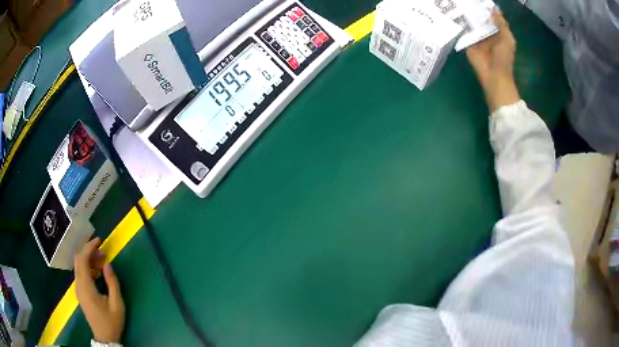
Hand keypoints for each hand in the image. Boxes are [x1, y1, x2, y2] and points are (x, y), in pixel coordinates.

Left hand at [74, 238, 124, 343]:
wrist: (105, 338)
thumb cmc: (111, 321)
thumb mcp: (117, 304)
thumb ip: (112, 282)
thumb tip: (107, 263)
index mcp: (86, 287)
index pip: (82, 259)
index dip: (90, 247)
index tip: (100, 241)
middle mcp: (78, 285)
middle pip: (79, 260)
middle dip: (89, 252)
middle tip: (103, 253)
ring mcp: (78, 289)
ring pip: (79, 267)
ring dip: (89, 260)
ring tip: (102, 263)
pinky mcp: (80, 293)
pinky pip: (80, 274)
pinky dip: (88, 268)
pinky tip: (98, 273)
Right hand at [466, 9, 519, 112]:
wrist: (494, 75)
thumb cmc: (504, 58)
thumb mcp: (507, 39)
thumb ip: (501, 24)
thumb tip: (493, 9)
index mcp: (498, 32)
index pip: (493, 18)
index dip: (489, 9)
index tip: (483, 1)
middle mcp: (487, 33)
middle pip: (481, 18)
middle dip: (476, 10)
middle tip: (468, 0)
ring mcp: (477, 37)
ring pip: (471, 23)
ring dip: (467, 15)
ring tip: (460, 3)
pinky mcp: (468, 43)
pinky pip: (463, 32)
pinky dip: (460, 25)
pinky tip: (453, 15)